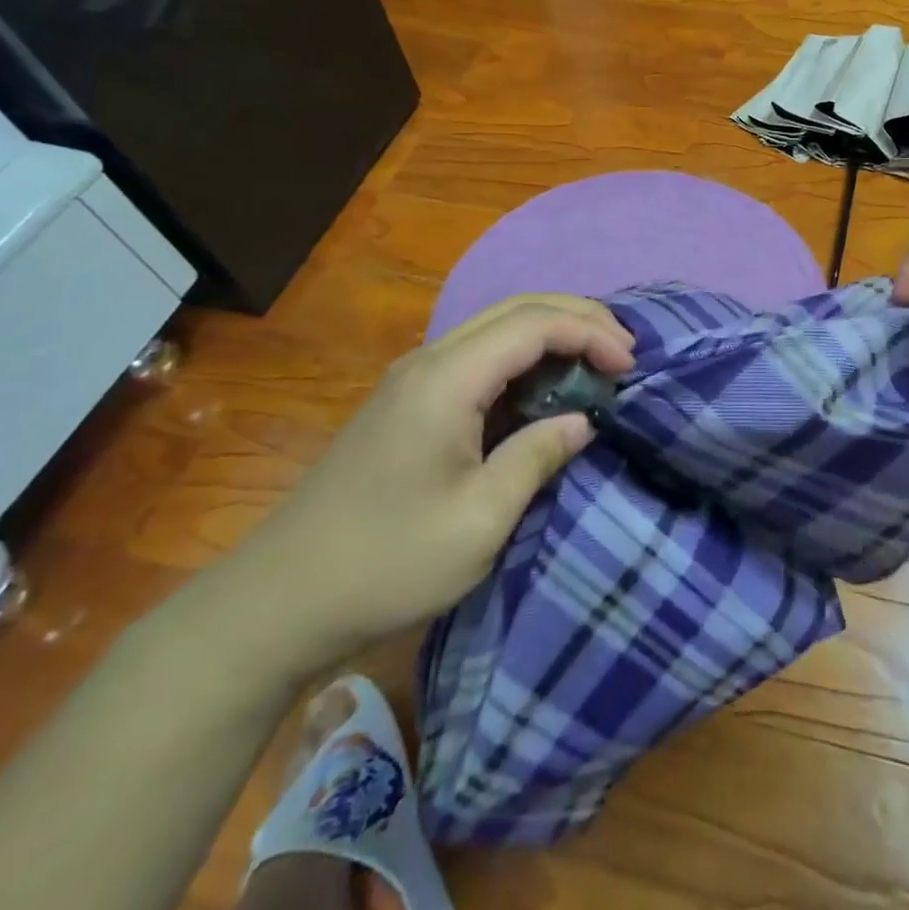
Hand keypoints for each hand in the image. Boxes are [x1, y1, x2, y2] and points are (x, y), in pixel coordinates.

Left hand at [218, 295, 634, 676]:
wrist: (278, 601)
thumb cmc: (386, 562)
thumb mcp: (479, 520)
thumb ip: (537, 457)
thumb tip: (584, 420)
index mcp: (446, 380)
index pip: (532, 324)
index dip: (589, 333)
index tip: (630, 366)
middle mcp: (429, 361)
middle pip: (516, 309)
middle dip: (578, 318)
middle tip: (625, 350)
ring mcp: (414, 378)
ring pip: (497, 326)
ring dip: (553, 333)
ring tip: (598, 360)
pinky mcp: (409, 400)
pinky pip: (480, 355)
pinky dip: (526, 357)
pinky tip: (547, 386)